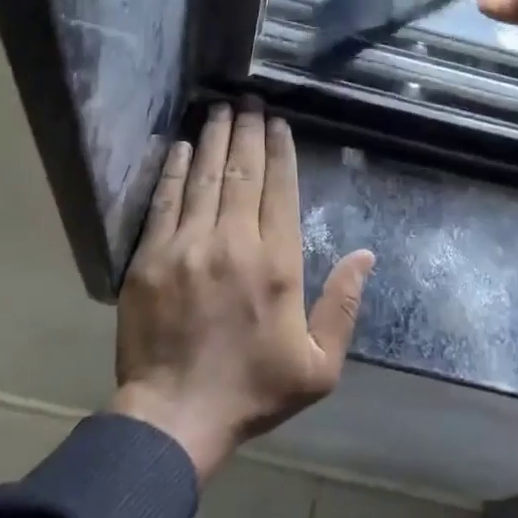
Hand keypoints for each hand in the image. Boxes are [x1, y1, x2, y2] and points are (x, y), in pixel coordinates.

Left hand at [108, 101, 374, 481]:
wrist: (173, 418)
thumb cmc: (252, 391)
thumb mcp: (318, 366)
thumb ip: (343, 306)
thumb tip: (366, 255)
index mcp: (276, 264)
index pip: (280, 190)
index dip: (280, 151)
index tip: (279, 123)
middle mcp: (233, 243)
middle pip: (243, 173)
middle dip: (249, 131)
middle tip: (251, 100)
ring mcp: (188, 246)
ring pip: (206, 178)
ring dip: (217, 139)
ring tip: (222, 108)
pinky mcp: (151, 258)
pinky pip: (165, 201)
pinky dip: (176, 169)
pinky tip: (185, 146)